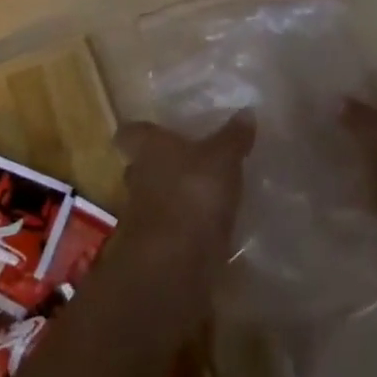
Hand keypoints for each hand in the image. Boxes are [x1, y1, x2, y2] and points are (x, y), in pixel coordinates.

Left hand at [114, 114, 253, 266]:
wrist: (174, 265)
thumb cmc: (193, 194)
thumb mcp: (222, 159)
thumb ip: (233, 137)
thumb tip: (246, 111)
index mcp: (148, 147)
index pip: (130, 132)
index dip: (141, 131)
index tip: (156, 130)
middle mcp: (138, 177)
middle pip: (141, 165)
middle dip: (161, 165)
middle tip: (189, 162)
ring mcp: (142, 216)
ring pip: (154, 198)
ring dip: (173, 198)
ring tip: (205, 196)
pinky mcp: (155, 249)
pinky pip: (169, 230)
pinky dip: (184, 228)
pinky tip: (208, 229)